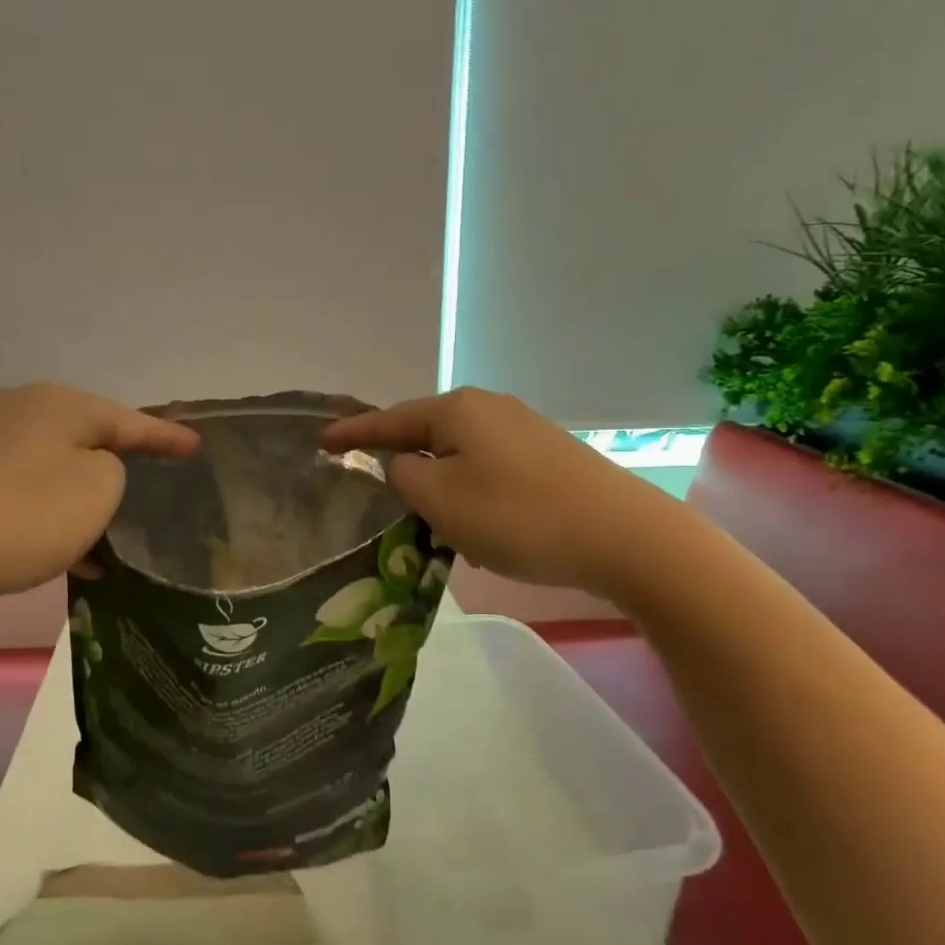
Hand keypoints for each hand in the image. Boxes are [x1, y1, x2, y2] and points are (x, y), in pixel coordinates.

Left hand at [0, 383, 199, 611]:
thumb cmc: (22, 515)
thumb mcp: (97, 490)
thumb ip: (114, 470)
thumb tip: (90, 470)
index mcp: (61, 403)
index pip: (130, 420)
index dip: (167, 437)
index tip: (196, 446)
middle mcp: (22, 408)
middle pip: (90, 436)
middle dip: (123, 464)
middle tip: (155, 482)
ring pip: (57, 465)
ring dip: (85, 497)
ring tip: (113, 531)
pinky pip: (27, 487)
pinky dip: (52, 512)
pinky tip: (67, 550)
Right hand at [320, 388, 678, 595]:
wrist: (623, 536)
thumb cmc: (518, 516)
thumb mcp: (442, 502)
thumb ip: (405, 478)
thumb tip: (404, 465)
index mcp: (457, 410)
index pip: (389, 420)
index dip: (352, 434)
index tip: (321, 442)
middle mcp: (489, 408)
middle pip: (426, 432)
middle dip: (398, 459)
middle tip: (371, 487)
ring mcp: (524, 429)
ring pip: (459, 454)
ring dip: (437, 482)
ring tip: (422, 516)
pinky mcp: (548, 456)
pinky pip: (488, 468)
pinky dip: (469, 491)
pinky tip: (474, 521)